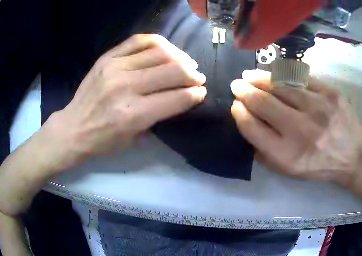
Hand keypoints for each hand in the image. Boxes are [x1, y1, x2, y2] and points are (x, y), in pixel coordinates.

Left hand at [45, 34, 206, 169]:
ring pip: (159, 52)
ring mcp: (115, 67)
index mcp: (132, 115)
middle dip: (192, 74)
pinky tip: (166, 49)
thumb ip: (157, 117)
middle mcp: (125, 87)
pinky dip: (158, 42)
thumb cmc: (103, 141)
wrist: (73, 127)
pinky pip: (139, 40)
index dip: (194, 94)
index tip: (201, 92)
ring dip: (180, 57)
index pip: (175, 98)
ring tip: (186, 63)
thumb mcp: (132, 140)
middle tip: (198, 77)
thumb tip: (179, 97)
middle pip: (171, 71)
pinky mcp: (107, 57)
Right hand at [230, 69, 361, 183]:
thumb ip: (262, 151)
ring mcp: (318, 108)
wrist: (354, 157)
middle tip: (236, 84)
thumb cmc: (318, 166)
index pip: (251, 126)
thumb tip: (245, 120)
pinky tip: (274, 73)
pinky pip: (301, 78)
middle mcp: (301, 130)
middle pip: (262, 102)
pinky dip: (283, 74)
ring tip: (249, 75)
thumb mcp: (287, 170)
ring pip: (280, 85)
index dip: (238, 112)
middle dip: (244, 91)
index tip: (235, 105)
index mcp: (286, 154)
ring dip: (260, 78)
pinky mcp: (331, 93)